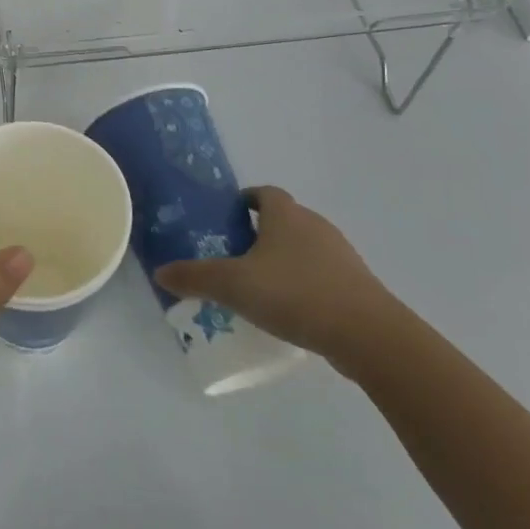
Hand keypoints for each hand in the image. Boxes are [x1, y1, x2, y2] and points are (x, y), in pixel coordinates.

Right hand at [153, 187, 398, 368]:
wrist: (368, 335)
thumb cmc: (295, 294)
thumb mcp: (233, 285)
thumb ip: (195, 277)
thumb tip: (161, 272)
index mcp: (286, 215)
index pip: (264, 193)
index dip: (245, 201)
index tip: (227, 218)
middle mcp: (315, 225)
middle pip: (283, 219)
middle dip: (259, 233)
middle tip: (233, 256)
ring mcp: (341, 255)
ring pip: (303, 247)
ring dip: (282, 260)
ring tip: (259, 286)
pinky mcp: (356, 285)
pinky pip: (321, 274)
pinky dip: (303, 284)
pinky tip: (289, 310)